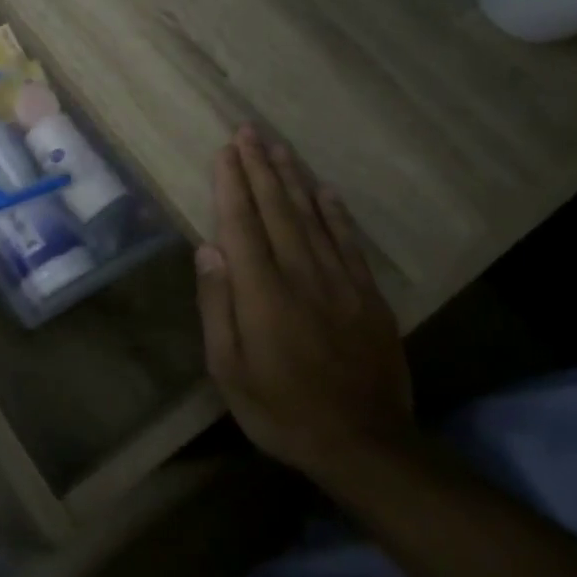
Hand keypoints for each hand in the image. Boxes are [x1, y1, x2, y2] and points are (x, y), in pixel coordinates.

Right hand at [195, 126, 413, 479]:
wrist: (365, 444)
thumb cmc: (280, 409)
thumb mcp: (228, 369)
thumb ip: (218, 305)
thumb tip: (208, 249)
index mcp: (262, 293)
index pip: (242, 225)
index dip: (232, 184)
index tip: (225, 151)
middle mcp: (302, 276)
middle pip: (278, 210)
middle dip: (260, 168)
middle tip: (248, 131)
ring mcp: (341, 283)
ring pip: (313, 218)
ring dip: (293, 179)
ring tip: (278, 147)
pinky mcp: (368, 296)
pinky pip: (349, 243)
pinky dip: (335, 213)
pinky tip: (324, 190)